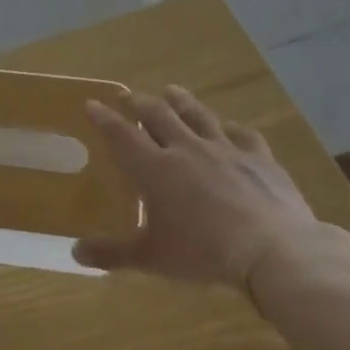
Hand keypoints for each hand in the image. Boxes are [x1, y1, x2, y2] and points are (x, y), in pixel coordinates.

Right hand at [74, 85, 318, 288]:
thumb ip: (113, 253)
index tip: (92, 103)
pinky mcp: (259, 157)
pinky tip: (229, 126)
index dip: (104, 118)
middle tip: (127, 96)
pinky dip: (231, 127)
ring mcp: (225, 149)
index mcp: (155, 169)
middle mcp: (186, 149)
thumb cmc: (205, 253)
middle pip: (158, 114)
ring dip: (181, 101)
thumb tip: (75, 253)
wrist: (274, 250)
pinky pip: (242, 133)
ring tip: (171, 90)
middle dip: (139, 102)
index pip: (121, 135)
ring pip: (197, 114)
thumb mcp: (153, 259)